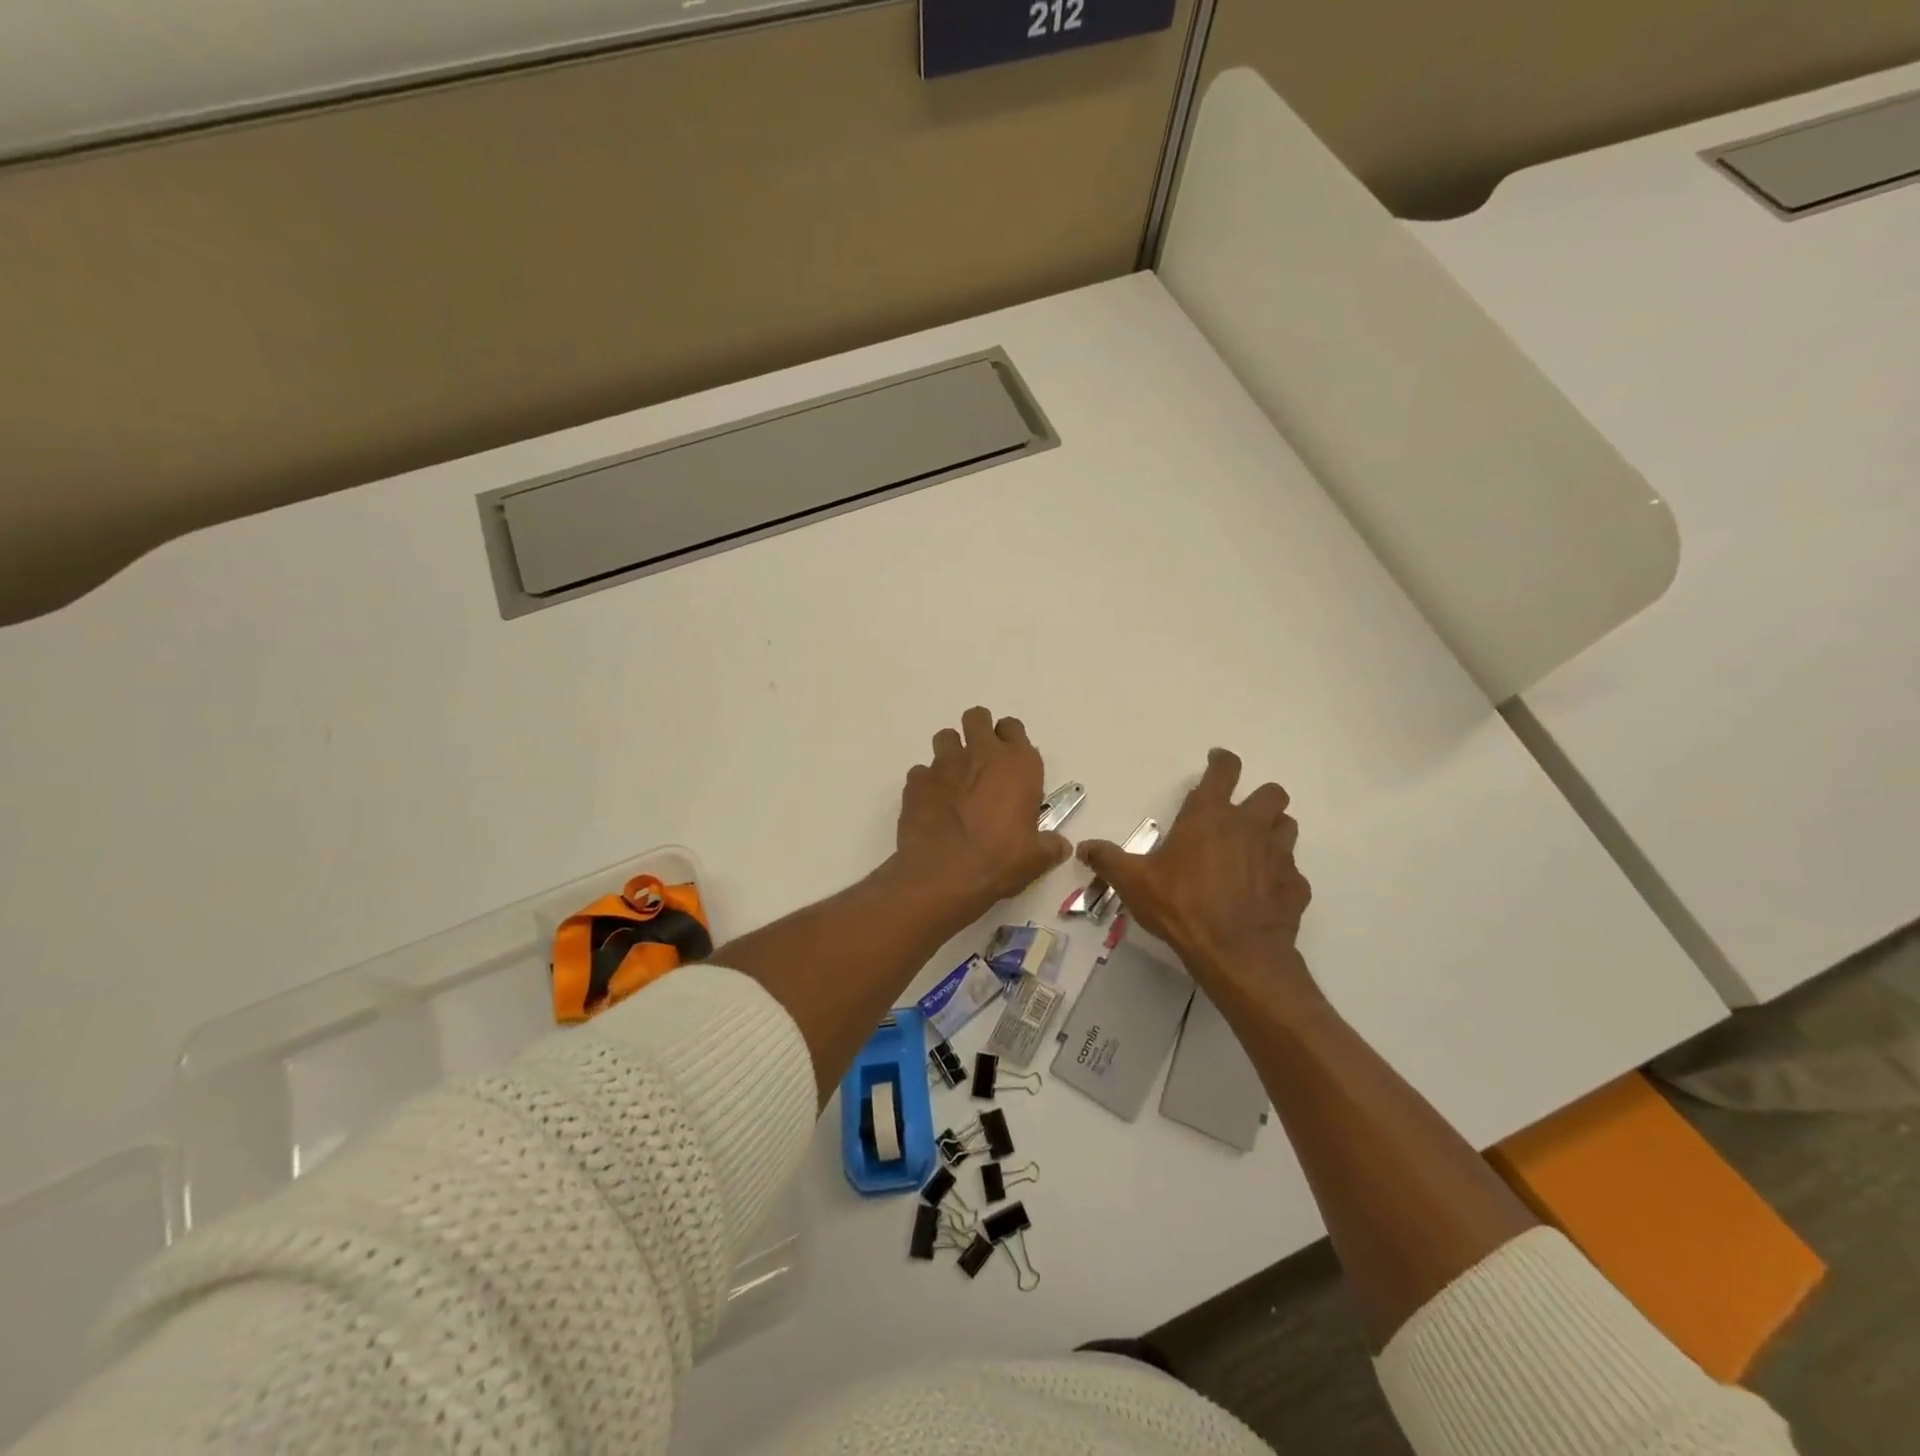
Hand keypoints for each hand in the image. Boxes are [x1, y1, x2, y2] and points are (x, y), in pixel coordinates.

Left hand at [896, 708, 1072, 916]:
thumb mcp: (1036, 858)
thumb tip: (1059, 845)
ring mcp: (944, 764)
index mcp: (1017, 764)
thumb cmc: (999, 861)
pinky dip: (927, 784)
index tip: (1010, 762)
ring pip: (945, 737)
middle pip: (977, 718)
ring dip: (950, 752)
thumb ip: (1050, 845)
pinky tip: (931, 806)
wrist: (943, 874)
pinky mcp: (917, 781)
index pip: (1014, 728)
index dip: (1010, 740)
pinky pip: (921, 772)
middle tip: (980, 760)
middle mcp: (981, 754)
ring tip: (953, 781)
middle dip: (978, 731)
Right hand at [1079, 748, 1314, 1004]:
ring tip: (1253, 847)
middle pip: (1271, 793)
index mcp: (1210, 816)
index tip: (1217, 760)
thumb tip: (1084, 847)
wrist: (1237, 954)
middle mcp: (1249, 826)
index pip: (1225, 770)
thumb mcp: (1134, 882)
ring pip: (1287, 826)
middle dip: (1258, 797)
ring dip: (1273, 830)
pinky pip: (1292, 871)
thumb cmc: (1182, 906)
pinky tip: (1262, 892)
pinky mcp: (1295, 886)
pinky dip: (1279, 875)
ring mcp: (1278, 856)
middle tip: (1238, 814)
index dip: (1222, 760)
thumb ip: (1108, 860)